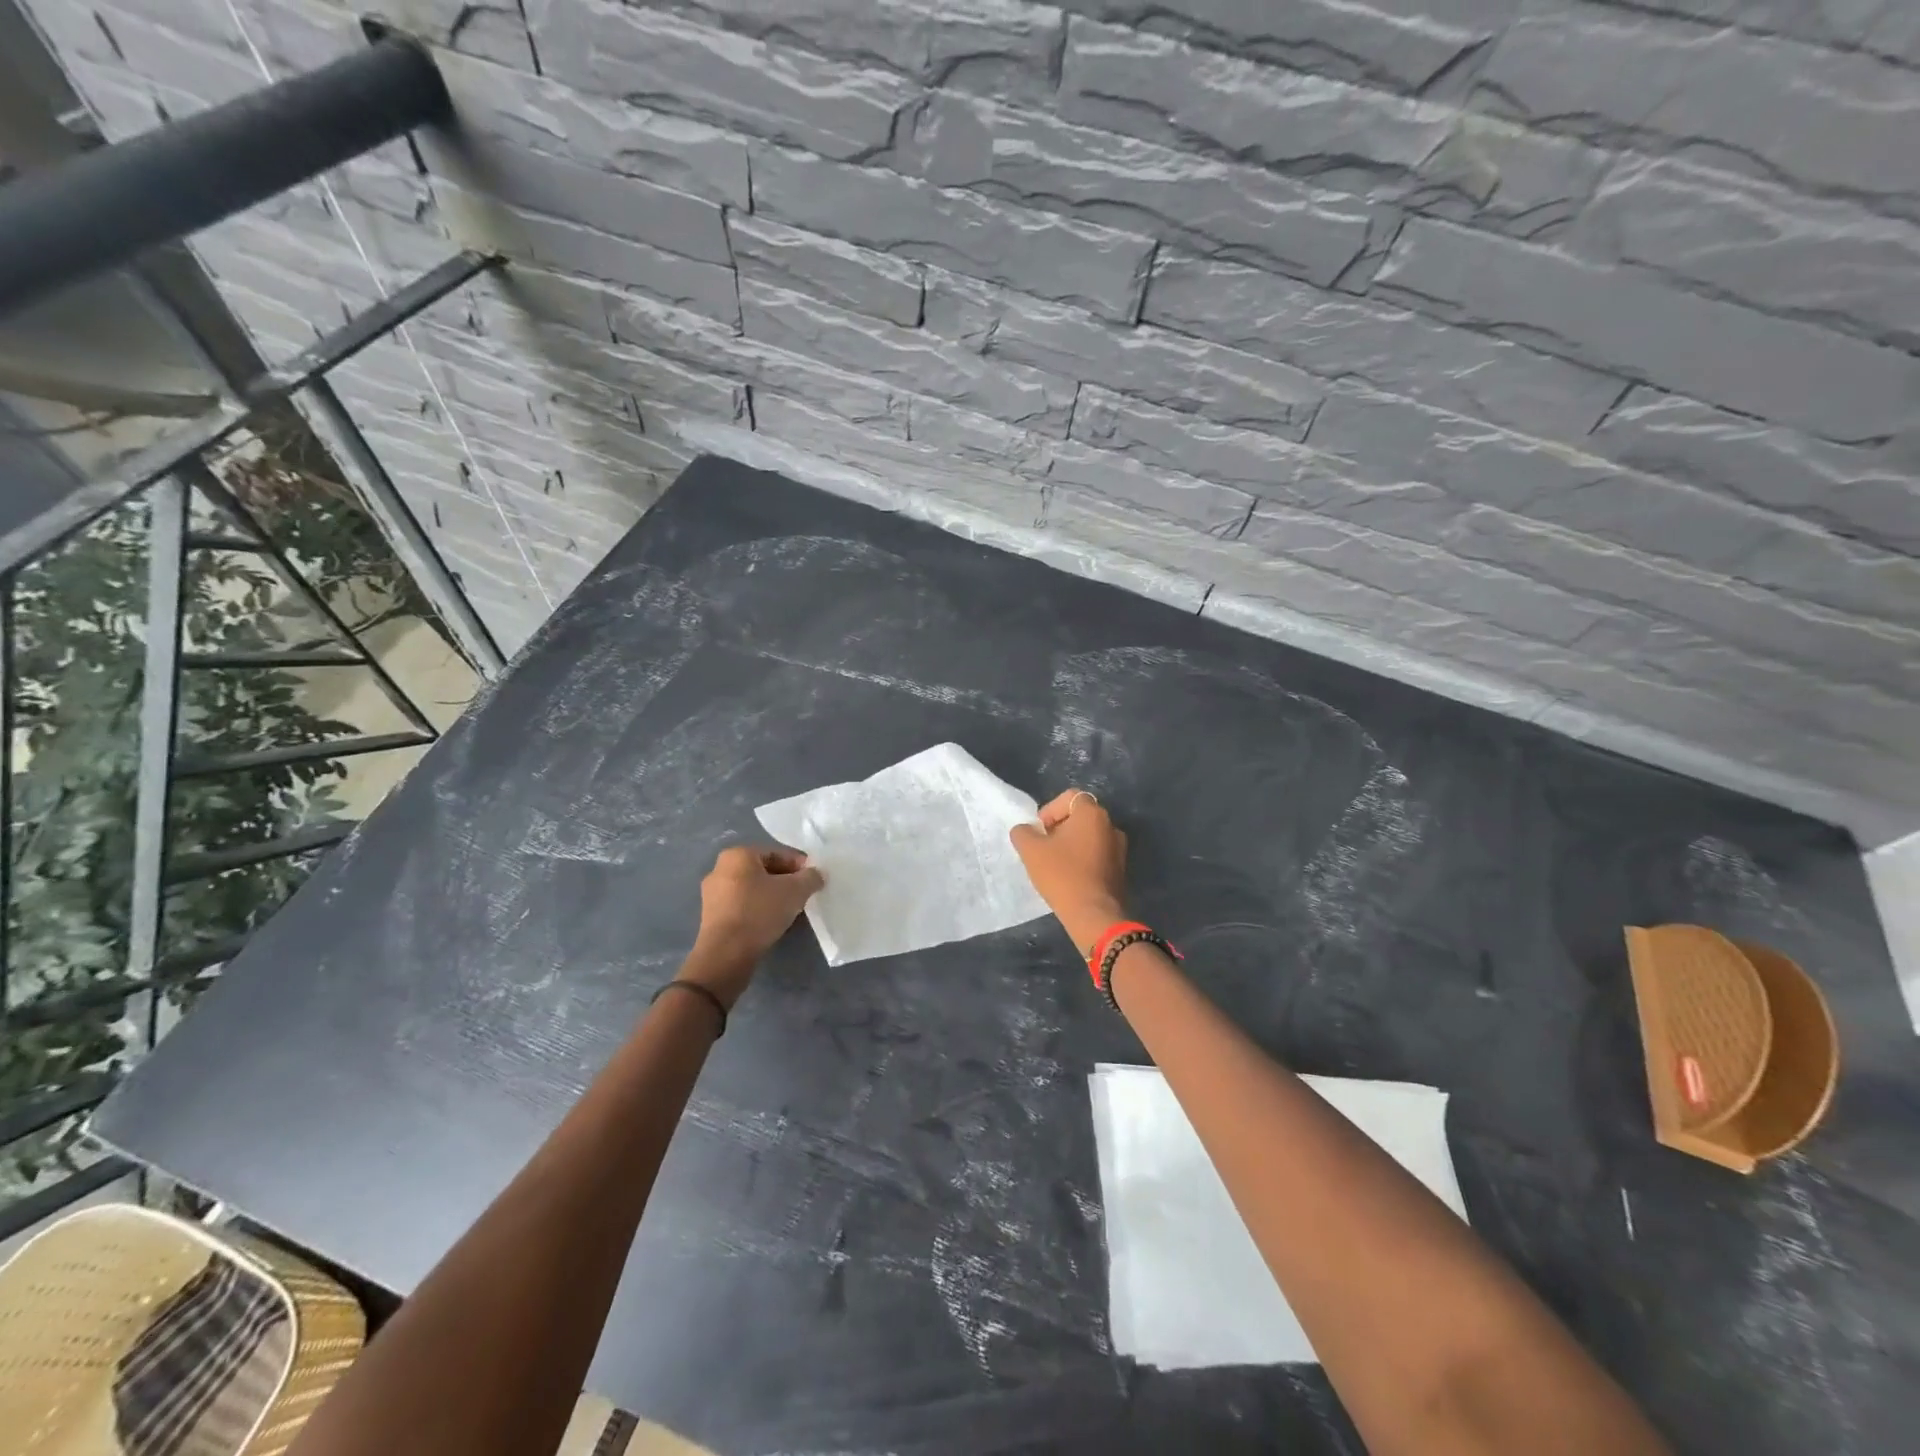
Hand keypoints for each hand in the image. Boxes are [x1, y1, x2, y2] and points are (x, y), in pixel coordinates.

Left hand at [684, 845, 824, 1005]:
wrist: (726, 954)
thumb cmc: (760, 911)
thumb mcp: (795, 890)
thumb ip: (811, 877)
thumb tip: (817, 874)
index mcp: (738, 854)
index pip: (777, 853)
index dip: (800, 865)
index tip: (814, 880)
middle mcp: (720, 868)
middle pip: (764, 870)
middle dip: (787, 881)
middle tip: (804, 895)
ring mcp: (713, 894)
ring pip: (753, 889)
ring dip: (774, 896)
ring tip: (792, 911)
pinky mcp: (712, 917)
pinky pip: (743, 906)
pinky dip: (759, 910)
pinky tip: (773, 922)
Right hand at [1009, 789, 1129, 952]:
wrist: (1093, 914)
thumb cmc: (1062, 874)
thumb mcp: (1031, 850)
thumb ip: (1023, 832)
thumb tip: (1025, 830)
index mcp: (1092, 814)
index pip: (1070, 797)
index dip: (1050, 810)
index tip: (1040, 831)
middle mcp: (1111, 825)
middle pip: (1080, 816)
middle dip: (1059, 827)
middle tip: (1043, 847)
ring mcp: (1119, 848)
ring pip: (1089, 836)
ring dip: (1071, 844)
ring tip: (1055, 863)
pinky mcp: (1120, 869)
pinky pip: (1097, 854)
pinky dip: (1083, 859)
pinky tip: (1069, 877)